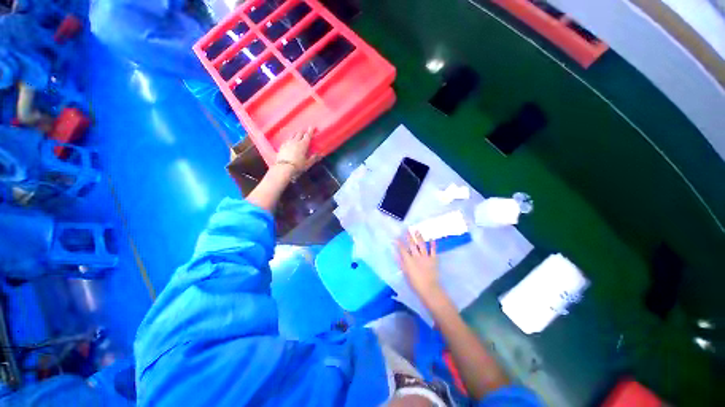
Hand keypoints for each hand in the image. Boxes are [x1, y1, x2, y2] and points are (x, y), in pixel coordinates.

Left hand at [275, 128, 318, 175]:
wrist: (284, 168)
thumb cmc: (298, 166)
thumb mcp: (308, 163)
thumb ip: (313, 158)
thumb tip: (319, 154)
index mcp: (303, 145)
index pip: (307, 136)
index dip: (310, 131)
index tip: (312, 126)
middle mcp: (295, 142)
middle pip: (299, 134)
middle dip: (303, 131)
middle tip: (305, 130)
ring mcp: (287, 143)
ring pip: (292, 135)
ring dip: (296, 133)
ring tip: (297, 133)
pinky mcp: (281, 146)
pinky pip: (287, 140)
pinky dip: (290, 139)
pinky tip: (289, 140)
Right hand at [397, 231, 442, 301]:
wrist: (429, 288)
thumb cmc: (415, 283)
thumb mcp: (405, 273)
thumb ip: (401, 263)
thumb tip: (396, 254)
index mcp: (408, 260)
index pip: (402, 249)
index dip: (399, 243)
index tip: (396, 237)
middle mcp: (416, 256)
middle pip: (412, 244)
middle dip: (409, 236)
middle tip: (407, 229)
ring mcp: (425, 257)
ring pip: (421, 245)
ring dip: (419, 237)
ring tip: (417, 230)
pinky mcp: (433, 259)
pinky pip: (433, 250)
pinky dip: (432, 244)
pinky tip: (432, 238)